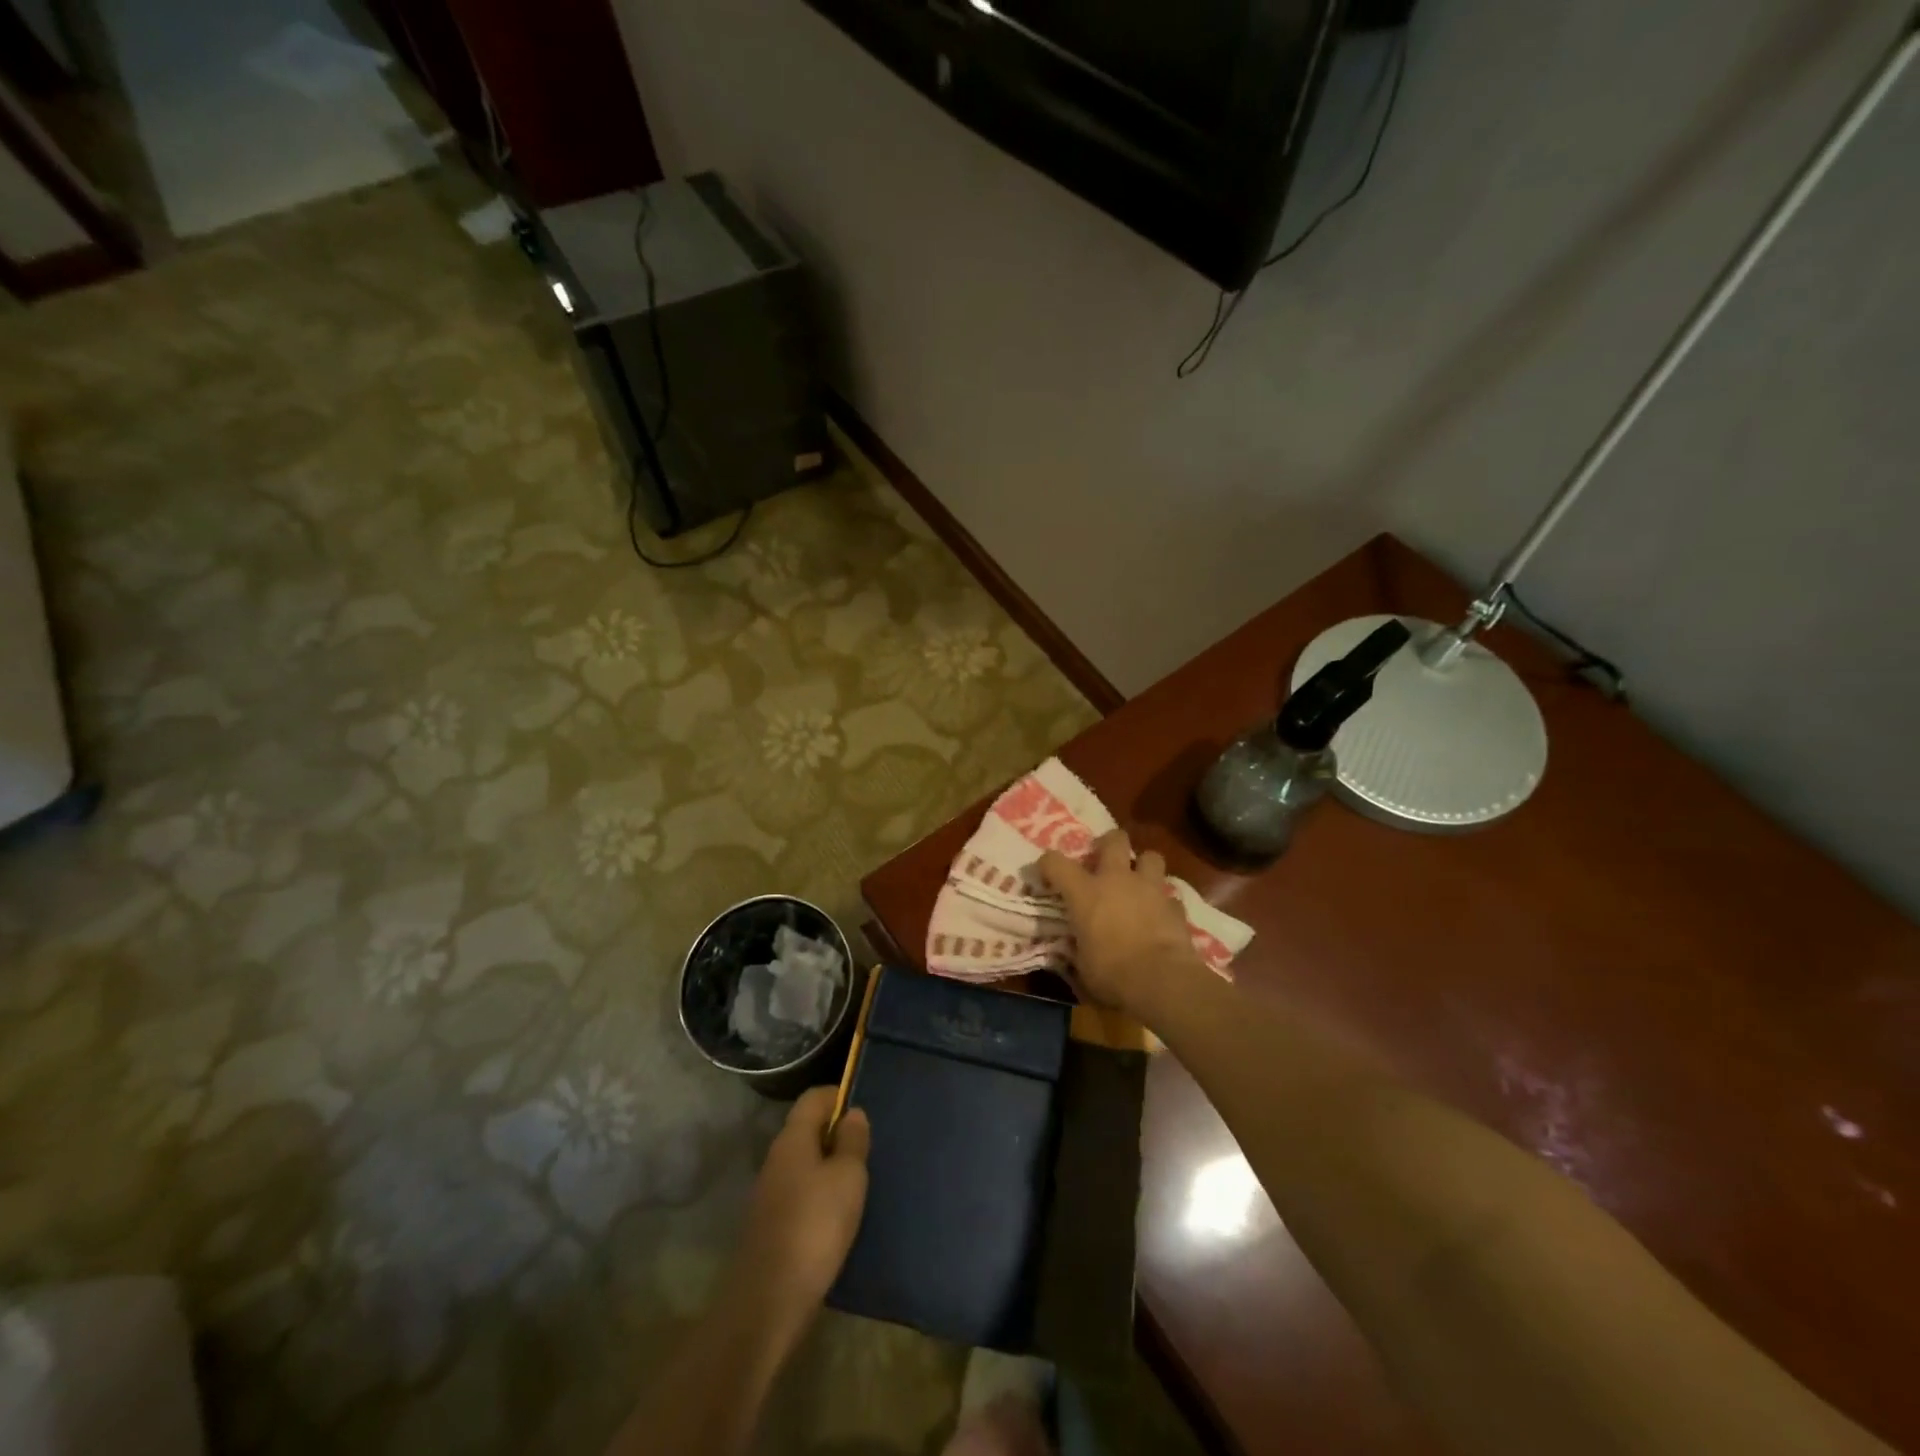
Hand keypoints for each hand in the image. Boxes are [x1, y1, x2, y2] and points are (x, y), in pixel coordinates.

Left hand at [729, 1086, 870, 1338]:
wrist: (768, 1302)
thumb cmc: (814, 1226)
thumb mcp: (847, 1177)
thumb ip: (852, 1141)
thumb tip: (852, 1113)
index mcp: (792, 1138)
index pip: (814, 1097)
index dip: (840, 1096)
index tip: (865, 1112)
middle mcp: (777, 1158)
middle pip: (808, 1128)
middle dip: (837, 1133)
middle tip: (868, 1150)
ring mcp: (770, 1192)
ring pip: (805, 1162)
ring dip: (830, 1165)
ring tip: (858, 1182)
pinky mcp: (771, 1223)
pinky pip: (800, 1191)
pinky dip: (820, 1193)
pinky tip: (838, 1214)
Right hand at [1040, 829, 1207, 1022]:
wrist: (1161, 980)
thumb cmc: (1111, 973)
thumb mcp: (1082, 964)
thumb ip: (1078, 947)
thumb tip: (1075, 948)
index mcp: (1085, 892)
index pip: (1055, 862)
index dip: (1047, 864)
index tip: (1045, 874)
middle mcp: (1117, 880)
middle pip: (1114, 840)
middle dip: (1108, 844)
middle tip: (1103, 860)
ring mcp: (1150, 889)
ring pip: (1151, 857)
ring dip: (1143, 866)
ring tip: (1138, 882)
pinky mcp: (1175, 906)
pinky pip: (1169, 896)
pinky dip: (1164, 903)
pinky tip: (1160, 916)